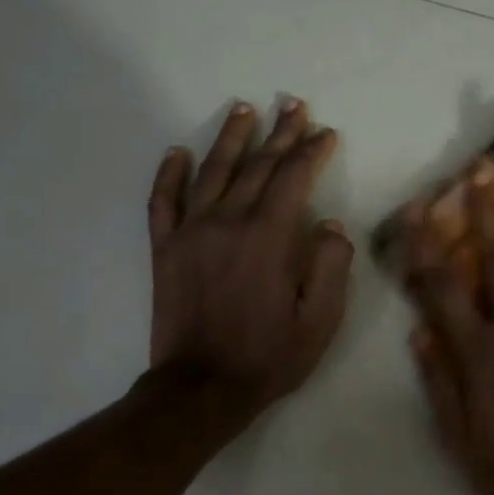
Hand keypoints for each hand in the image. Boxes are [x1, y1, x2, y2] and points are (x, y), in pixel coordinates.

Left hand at [147, 99, 352, 422]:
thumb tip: (330, 225)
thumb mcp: (320, 321)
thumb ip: (330, 267)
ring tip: (244, 109)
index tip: (325, 132)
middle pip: (257, 166)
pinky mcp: (165, 249)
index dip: (311, 152)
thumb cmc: (269, 357)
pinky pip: (163, 201)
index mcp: (268, 238)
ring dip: (231, 138)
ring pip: (212, 172)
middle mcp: (227, 222)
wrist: (201, 389)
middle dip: (279, 133)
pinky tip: (178, 151)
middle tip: (293, 105)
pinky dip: (170, 173)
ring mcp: (190, 233)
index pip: (293, 179)